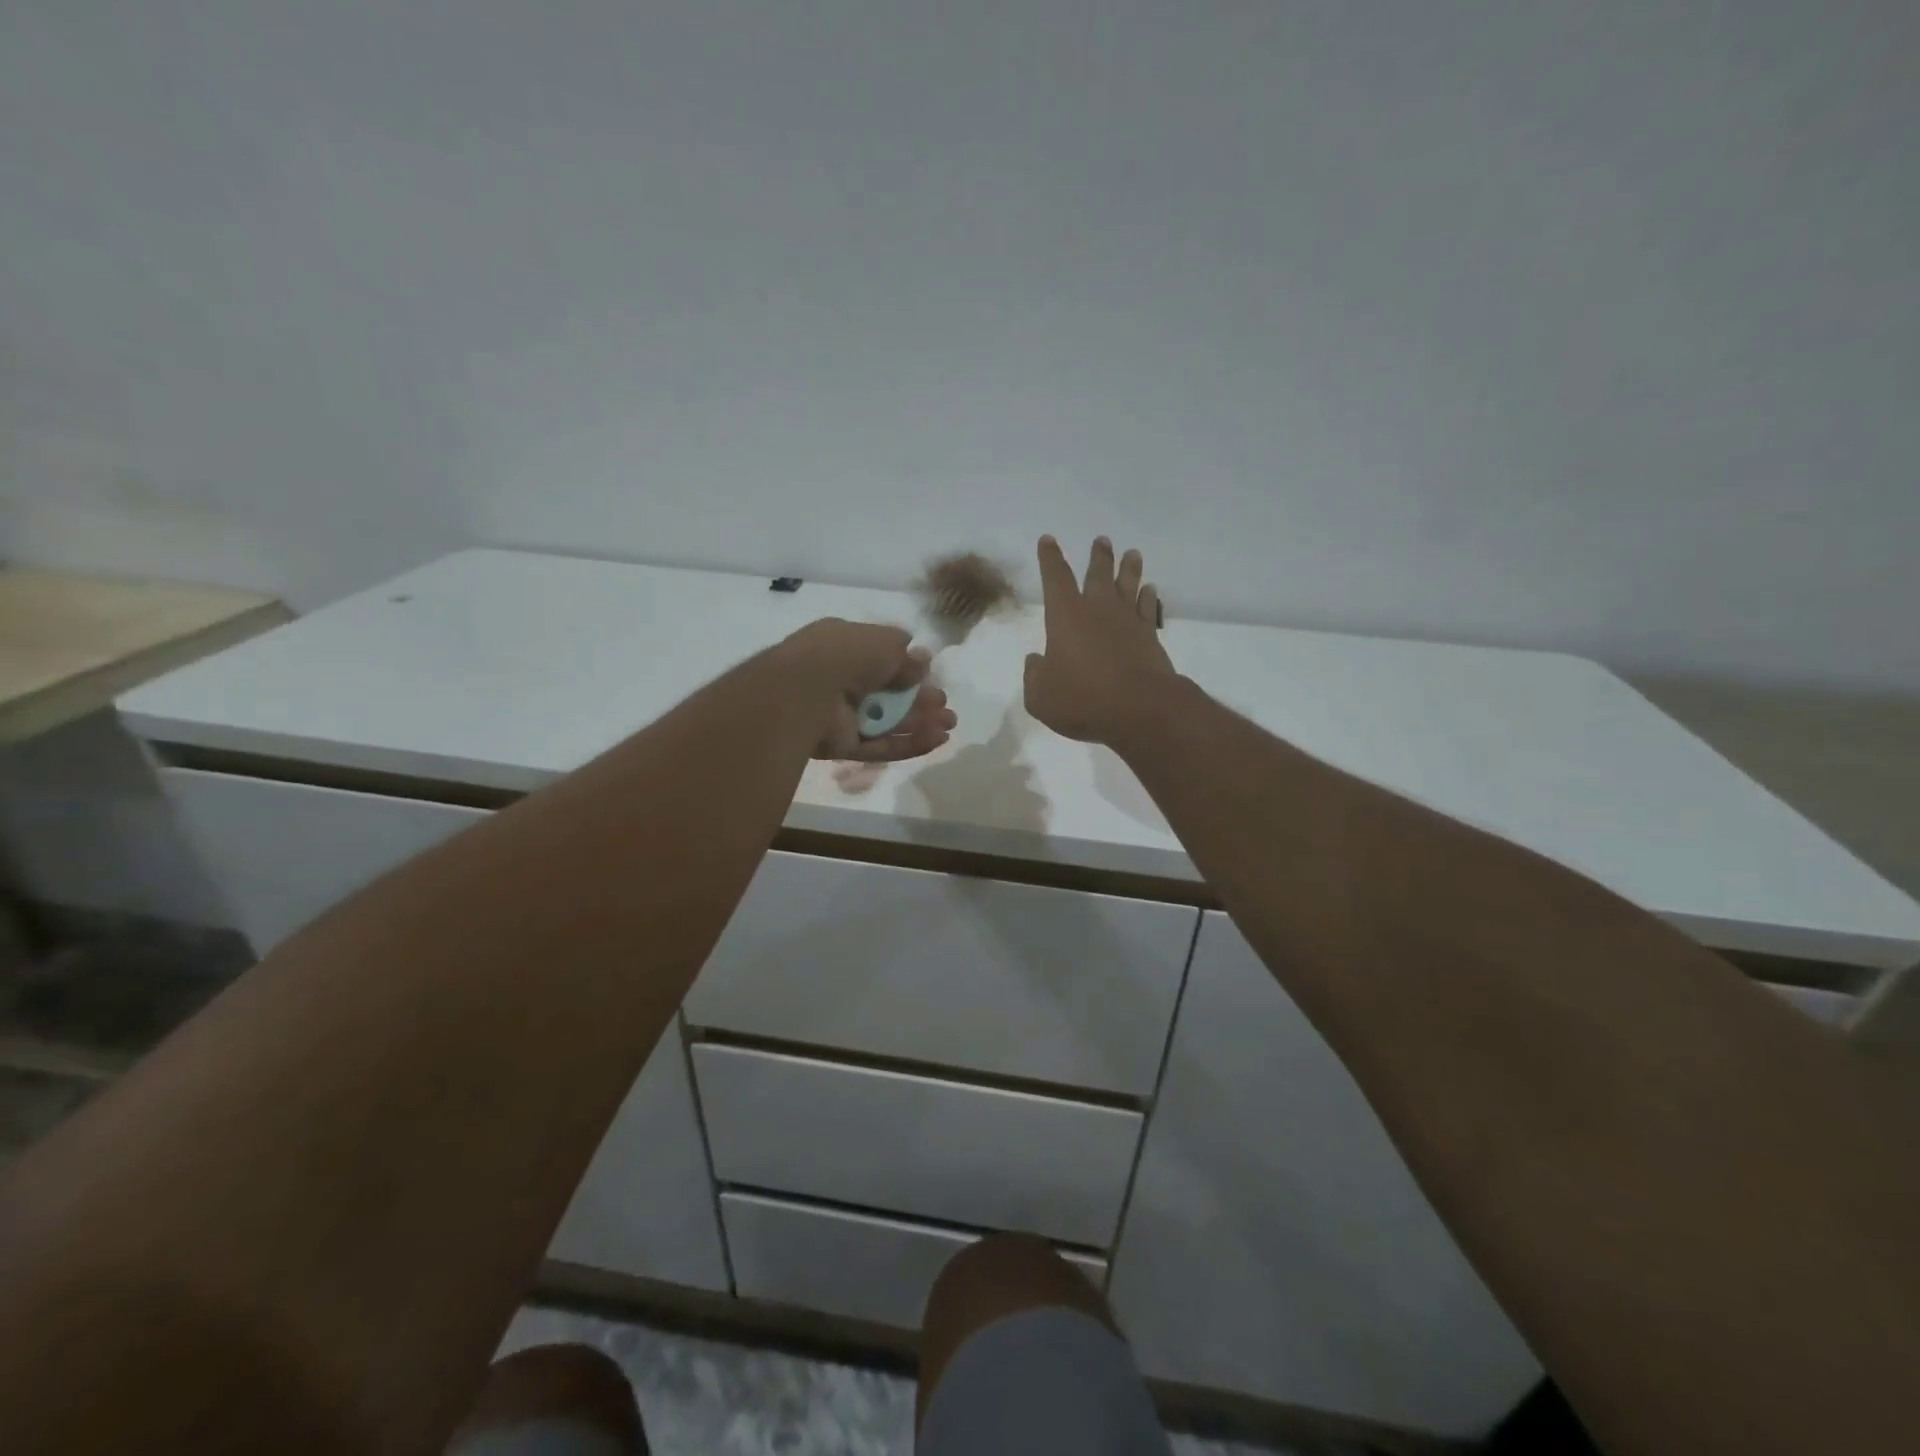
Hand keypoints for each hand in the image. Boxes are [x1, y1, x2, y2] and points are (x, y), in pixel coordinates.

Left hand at [780, 619, 956, 761]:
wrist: (806, 691)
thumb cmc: (846, 655)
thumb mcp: (884, 641)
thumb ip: (905, 653)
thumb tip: (921, 661)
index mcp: (844, 646)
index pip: (880, 657)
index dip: (908, 668)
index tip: (932, 675)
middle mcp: (841, 679)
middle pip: (888, 693)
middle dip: (920, 699)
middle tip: (944, 704)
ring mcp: (840, 715)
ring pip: (886, 721)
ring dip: (919, 722)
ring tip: (949, 724)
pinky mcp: (843, 745)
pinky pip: (880, 745)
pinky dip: (908, 743)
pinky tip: (937, 740)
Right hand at [1024, 536, 1175, 745]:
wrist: (1139, 709)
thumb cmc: (1082, 699)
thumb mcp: (1040, 696)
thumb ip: (1034, 675)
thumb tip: (1036, 661)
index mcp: (1066, 615)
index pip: (1055, 578)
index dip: (1050, 558)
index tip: (1048, 540)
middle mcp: (1098, 609)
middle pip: (1098, 574)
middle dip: (1098, 556)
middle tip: (1102, 540)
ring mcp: (1128, 621)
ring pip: (1128, 585)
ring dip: (1128, 568)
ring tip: (1132, 554)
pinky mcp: (1150, 637)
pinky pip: (1149, 609)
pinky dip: (1149, 597)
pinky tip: (1150, 590)